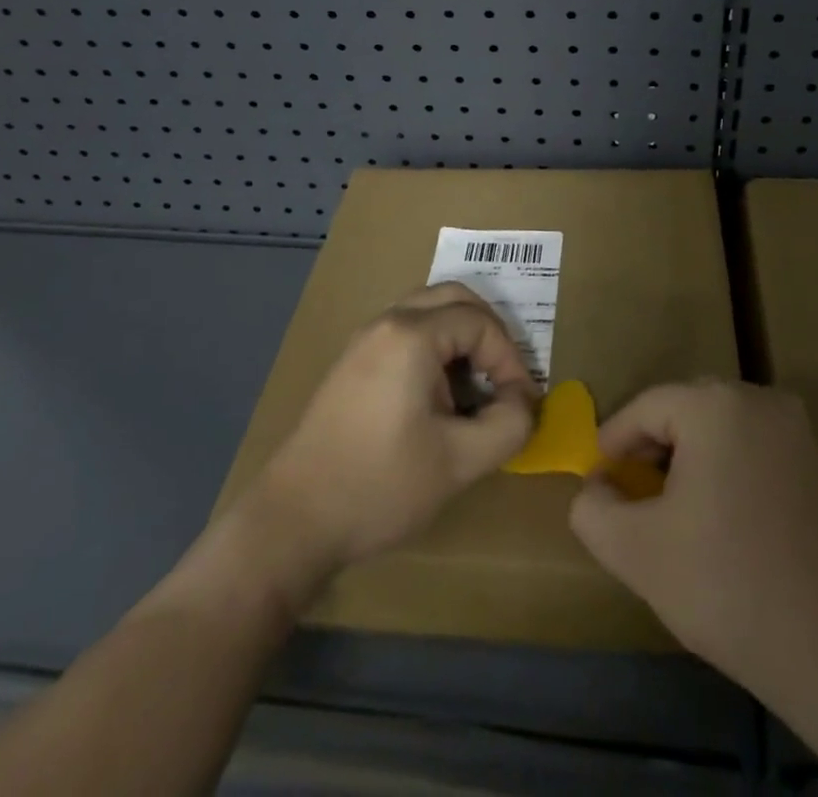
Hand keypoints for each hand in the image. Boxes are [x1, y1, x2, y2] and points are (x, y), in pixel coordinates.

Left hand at [249, 283, 537, 575]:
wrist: (294, 520)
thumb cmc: (381, 485)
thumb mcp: (460, 462)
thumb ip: (509, 425)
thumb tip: (524, 402)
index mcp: (412, 335)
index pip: (481, 323)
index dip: (510, 359)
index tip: (519, 404)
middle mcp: (386, 323)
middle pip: (454, 297)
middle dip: (488, 333)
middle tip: (503, 378)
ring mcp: (364, 340)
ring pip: (428, 311)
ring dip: (460, 338)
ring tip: (474, 388)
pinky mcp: (352, 363)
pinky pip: (406, 332)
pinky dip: (434, 347)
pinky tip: (438, 397)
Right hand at [569, 380, 817, 691]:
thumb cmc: (730, 584)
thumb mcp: (637, 552)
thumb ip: (593, 510)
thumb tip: (594, 488)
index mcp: (715, 404)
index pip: (645, 407)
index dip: (612, 443)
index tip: (595, 483)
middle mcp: (760, 400)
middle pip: (684, 413)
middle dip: (650, 453)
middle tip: (630, 498)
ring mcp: (797, 432)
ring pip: (720, 433)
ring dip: (688, 465)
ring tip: (670, 516)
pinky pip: (753, 453)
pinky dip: (725, 476)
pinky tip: (719, 528)